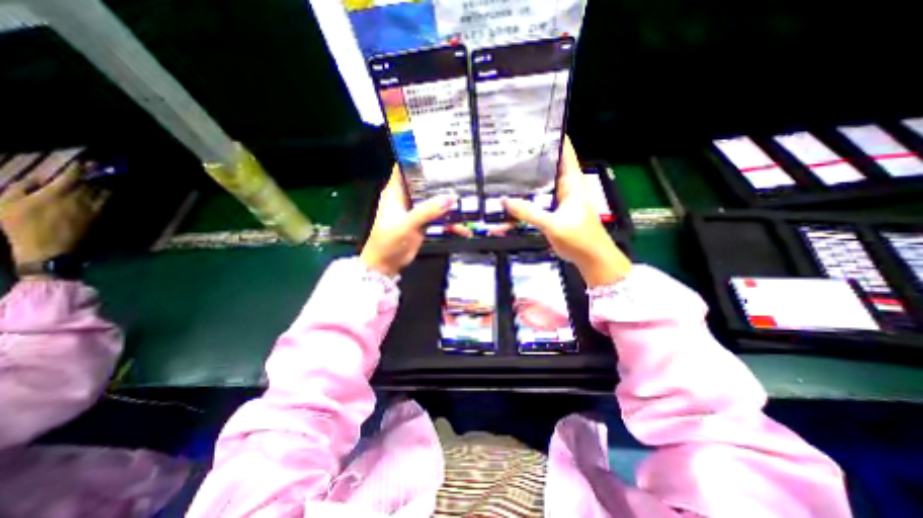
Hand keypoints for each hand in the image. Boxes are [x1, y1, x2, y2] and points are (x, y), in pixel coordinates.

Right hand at [0, 164, 107, 270]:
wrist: (50, 249)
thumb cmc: (22, 227)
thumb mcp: (8, 203)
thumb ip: (22, 188)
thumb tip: (39, 179)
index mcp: (58, 193)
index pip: (73, 176)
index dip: (80, 168)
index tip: (85, 161)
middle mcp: (82, 199)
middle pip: (95, 183)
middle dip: (98, 174)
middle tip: (101, 166)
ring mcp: (95, 209)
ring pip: (106, 193)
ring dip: (108, 184)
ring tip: (110, 178)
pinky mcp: (102, 218)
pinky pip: (109, 204)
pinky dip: (111, 196)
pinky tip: (111, 193)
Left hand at [363, 167, 459, 277]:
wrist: (386, 264)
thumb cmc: (389, 241)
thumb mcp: (407, 224)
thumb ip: (427, 211)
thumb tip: (451, 198)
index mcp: (396, 192)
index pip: (405, 167)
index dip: (418, 157)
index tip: (437, 151)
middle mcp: (406, 198)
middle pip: (424, 183)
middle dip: (441, 180)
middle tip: (461, 173)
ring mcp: (416, 211)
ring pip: (434, 201)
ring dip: (448, 202)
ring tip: (468, 199)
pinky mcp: (423, 223)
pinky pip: (439, 218)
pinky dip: (449, 222)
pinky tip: (462, 228)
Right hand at [501, 136, 631, 284]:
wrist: (591, 259)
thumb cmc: (579, 238)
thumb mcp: (553, 224)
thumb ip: (529, 213)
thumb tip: (504, 201)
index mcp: (572, 181)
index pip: (564, 151)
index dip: (552, 137)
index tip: (533, 127)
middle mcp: (565, 186)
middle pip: (547, 166)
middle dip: (531, 158)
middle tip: (509, 150)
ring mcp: (558, 199)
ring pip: (540, 184)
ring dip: (526, 179)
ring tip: (505, 170)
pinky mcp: (552, 212)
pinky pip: (536, 201)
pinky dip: (525, 198)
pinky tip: (510, 198)